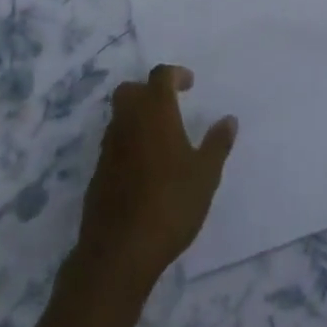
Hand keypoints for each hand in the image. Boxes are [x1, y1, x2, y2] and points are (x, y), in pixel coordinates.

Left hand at [72, 64, 235, 297]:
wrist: (118, 251)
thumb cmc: (169, 204)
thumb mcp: (205, 175)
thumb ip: (217, 144)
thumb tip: (229, 119)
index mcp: (154, 111)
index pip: (160, 76)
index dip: (175, 74)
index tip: (189, 84)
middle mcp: (127, 121)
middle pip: (131, 90)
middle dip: (148, 91)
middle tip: (169, 105)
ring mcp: (108, 147)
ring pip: (120, 117)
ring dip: (137, 117)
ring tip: (160, 139)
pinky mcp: (98, 173)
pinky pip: (114, 144)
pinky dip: (128, 144)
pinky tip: (144, 169)